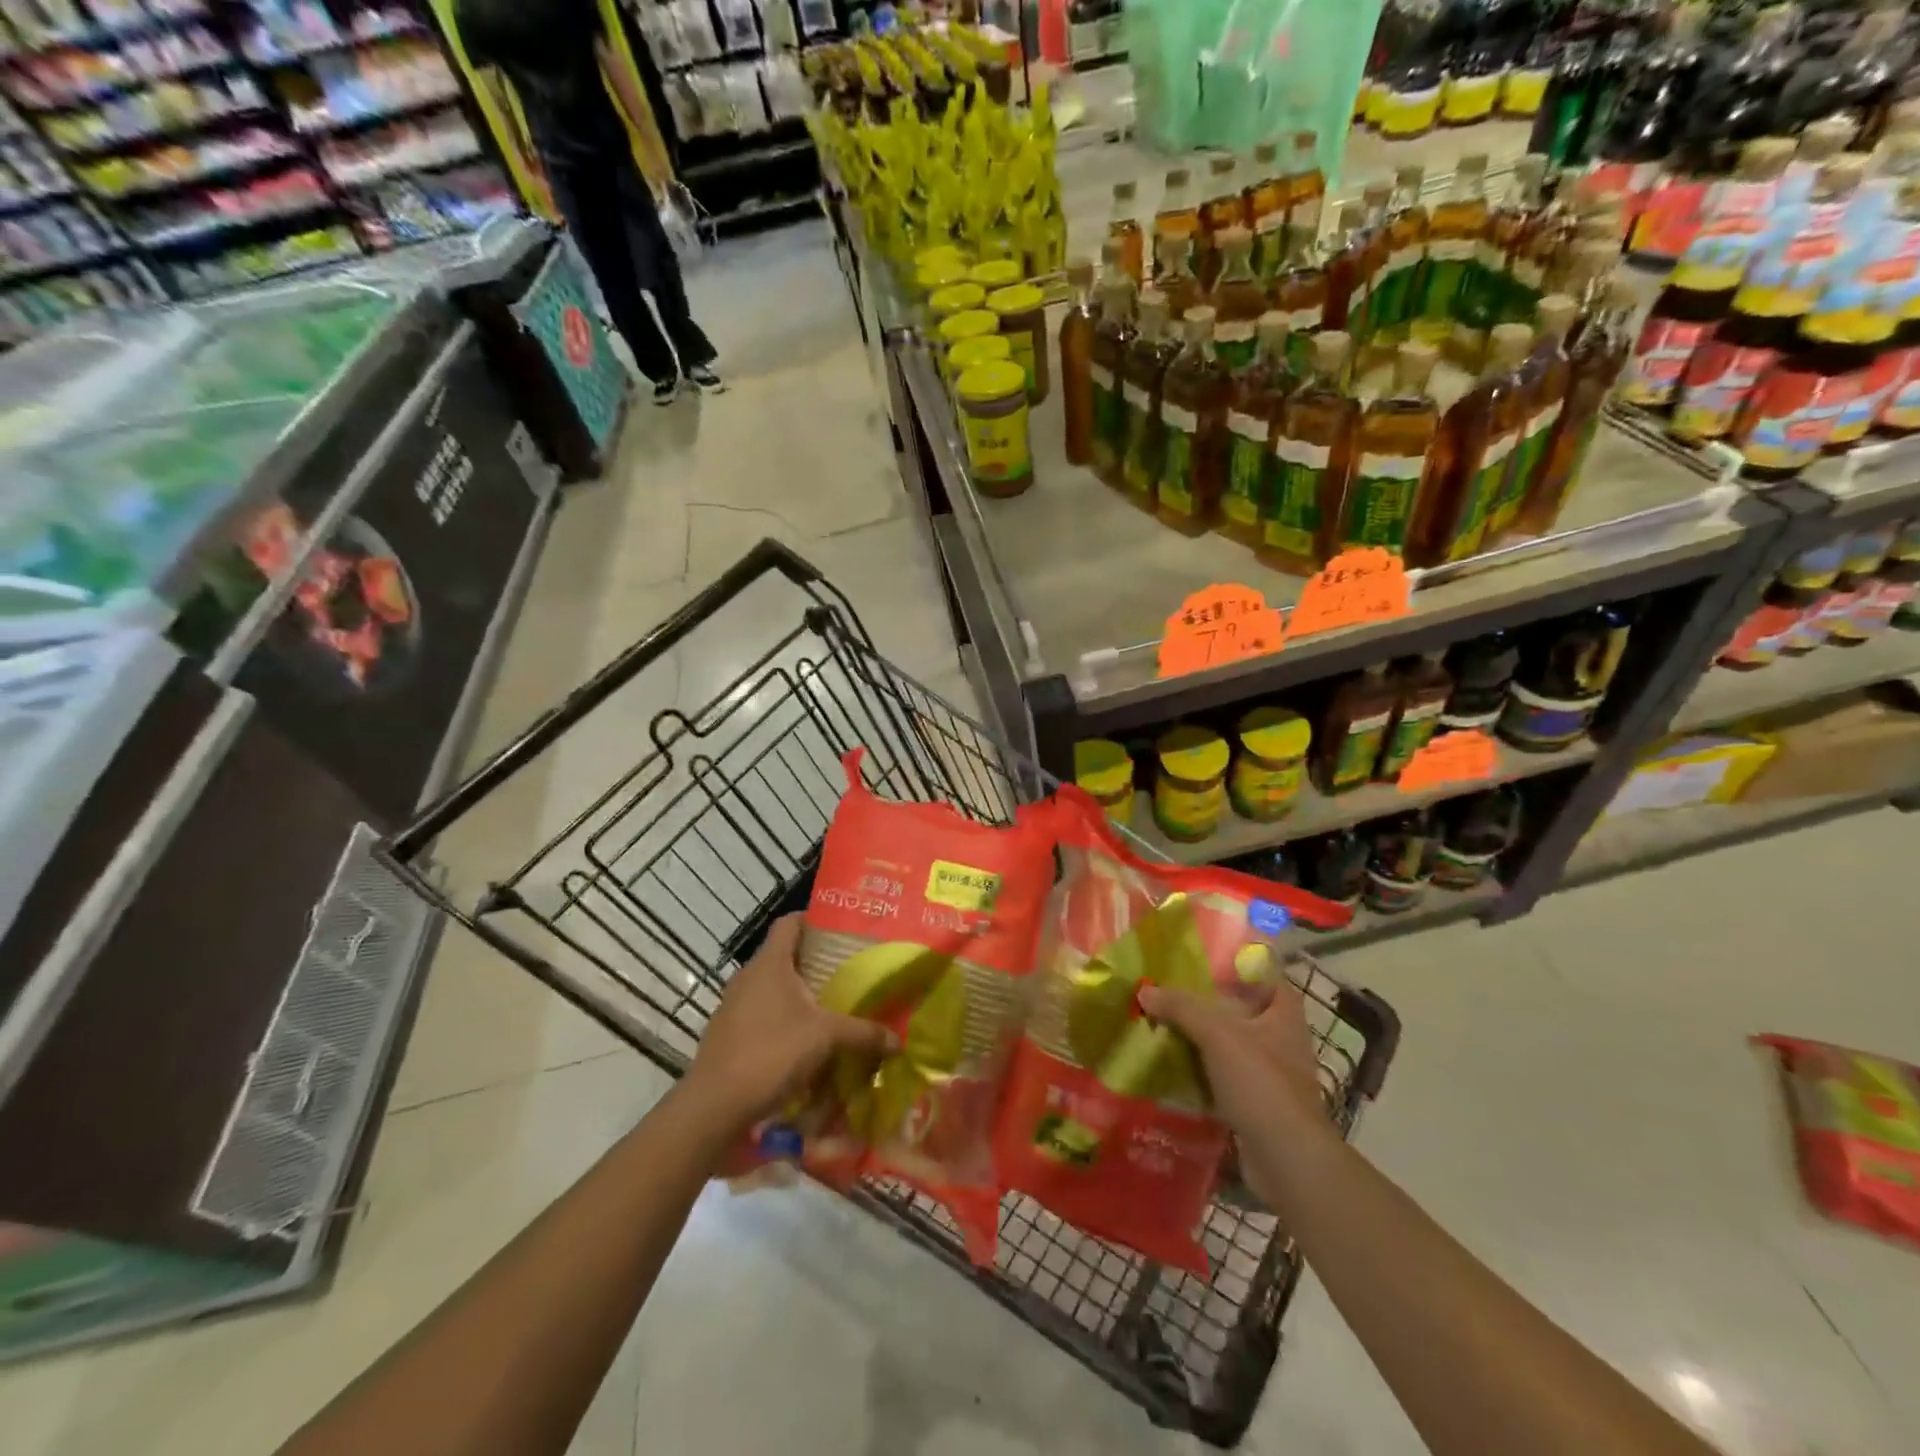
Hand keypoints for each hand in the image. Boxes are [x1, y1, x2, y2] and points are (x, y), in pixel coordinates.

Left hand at [686, 914, 895, 1128]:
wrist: (714, 1106)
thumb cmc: (771, 1052)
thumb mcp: (825, 1038)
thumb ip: (862, 1034)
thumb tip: (898, 1041)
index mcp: (770, 963)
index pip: (790, 922)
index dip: (814, 919)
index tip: (841, 929)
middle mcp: (748, 977)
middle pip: (784, 956)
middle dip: (815, 963)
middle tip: (848, 972)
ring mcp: (733, 1007)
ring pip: (773, 989)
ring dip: (799, 996)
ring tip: (831, 1007)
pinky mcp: (728, 1035)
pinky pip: (761, 1016)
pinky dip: (783, 1022)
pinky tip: (804, 1043)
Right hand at [1138, 977, 1331, 1203]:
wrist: (1286, 1159)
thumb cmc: (1260, 1082)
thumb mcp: (1217, 1035)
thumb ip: (1181, 1008)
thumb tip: (1145, 990)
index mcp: (1284, 1015)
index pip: (1266, 976)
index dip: (1240, 964)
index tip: (1204, 958)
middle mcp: (1281, 1040)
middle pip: (1243, 1011)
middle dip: (1209, 1003)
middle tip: (1171, 990)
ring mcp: (1271, 1075)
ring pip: (1231, 1046)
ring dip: (1202, 1039)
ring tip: (1163, 1024)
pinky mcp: (1256, 1105)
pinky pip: (1223, 1078)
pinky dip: (1201, 1072)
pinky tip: (1172, 1065)